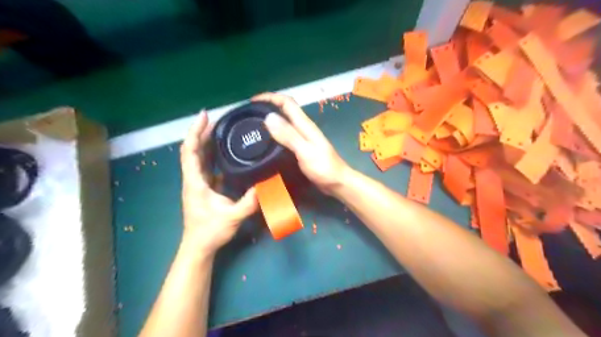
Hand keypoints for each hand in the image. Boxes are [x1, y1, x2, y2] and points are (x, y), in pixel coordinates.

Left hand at [179, 111, 256, 255]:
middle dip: (202, 132)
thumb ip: (249, 202)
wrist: (199, 246)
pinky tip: (223, 152)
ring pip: (198, 157)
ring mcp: (197, 183)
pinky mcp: (203, 187)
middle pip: (193, 149)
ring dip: (206, 141)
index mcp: (195, 182)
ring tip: (220, 129)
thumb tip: (266, 185)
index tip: (205, 116)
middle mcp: (193, 179)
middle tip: (217, 119)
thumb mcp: (232, 217)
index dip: (195, 131)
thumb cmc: (211, 231)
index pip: (191, 151)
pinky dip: (211, 155)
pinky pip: (205, 166)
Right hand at [251, 93, 352, 194]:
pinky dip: (275, 135)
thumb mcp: (305, 151)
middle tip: (249, 116)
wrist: (338, 183)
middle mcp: (303, 128)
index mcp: (305, 125)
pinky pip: (285, 136)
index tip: (252, 102)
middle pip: (284, 111)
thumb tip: (269, 117)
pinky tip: (267, 143)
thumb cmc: (324, 168)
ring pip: (284, 124)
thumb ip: (289, 135)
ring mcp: (303, 139)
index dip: (270, 97)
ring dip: (270, 122)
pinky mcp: (301, 149)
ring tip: (253, 128)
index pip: (287, 102)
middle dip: (267, 108)